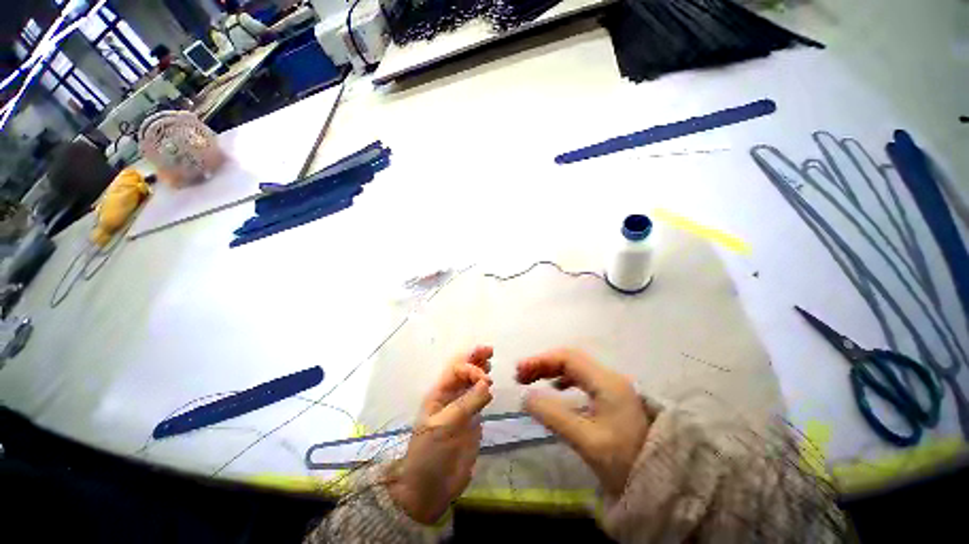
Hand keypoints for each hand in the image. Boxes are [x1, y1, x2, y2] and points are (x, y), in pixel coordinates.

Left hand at [388, 346, 493, 523]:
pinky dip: (485, 389)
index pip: (456, 369)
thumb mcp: (444, 427)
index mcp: (439, 393)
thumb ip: (467, 404)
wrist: (429, 489)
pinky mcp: (471, 420)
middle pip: (463, 370)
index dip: (471, 368)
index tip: (486, 379)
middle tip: (490, 350)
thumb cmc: (430, 455)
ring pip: (472, 382)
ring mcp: (461, 407)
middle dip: (475, 358)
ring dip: (480, 370)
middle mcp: (450, 396)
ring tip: (491, 362)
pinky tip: (491, 386)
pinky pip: (479, 398)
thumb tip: (487, 383)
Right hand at [516, 349, 648, 498]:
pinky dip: (563, 379)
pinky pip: (582, 379)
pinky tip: (557, 389)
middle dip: (544, 364)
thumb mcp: (587, 441)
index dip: (541, 360)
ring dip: (552, 370)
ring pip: (576, 368)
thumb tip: (526, 396)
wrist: (664, 482)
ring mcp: (612, 386)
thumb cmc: (626, 461)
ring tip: (533, 380)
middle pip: (571, 359)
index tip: (520, 372)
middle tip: (521, 376)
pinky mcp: (612, 397)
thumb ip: (554, 416)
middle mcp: (610, 377)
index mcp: (606, 382)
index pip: (568, 358)